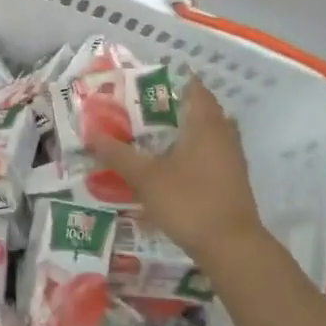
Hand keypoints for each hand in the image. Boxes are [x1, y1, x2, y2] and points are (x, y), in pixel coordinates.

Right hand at [88, 78, 264, 261]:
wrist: (231, 246)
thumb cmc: (188, 202)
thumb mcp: (146, 178)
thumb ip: (118, 154)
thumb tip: (91, 133)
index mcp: (206, 123)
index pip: (194, 87)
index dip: (173, 78)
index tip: (149, 79)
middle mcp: (224, 134)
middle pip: (203, 109)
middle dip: (177, 105)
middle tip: (147, 107)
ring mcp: (233, 158)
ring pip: (210, 132)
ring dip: (187, 130)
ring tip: (157, 135)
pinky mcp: (233, 180)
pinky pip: (213, 153)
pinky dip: (194, 152)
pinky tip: (174, 165)